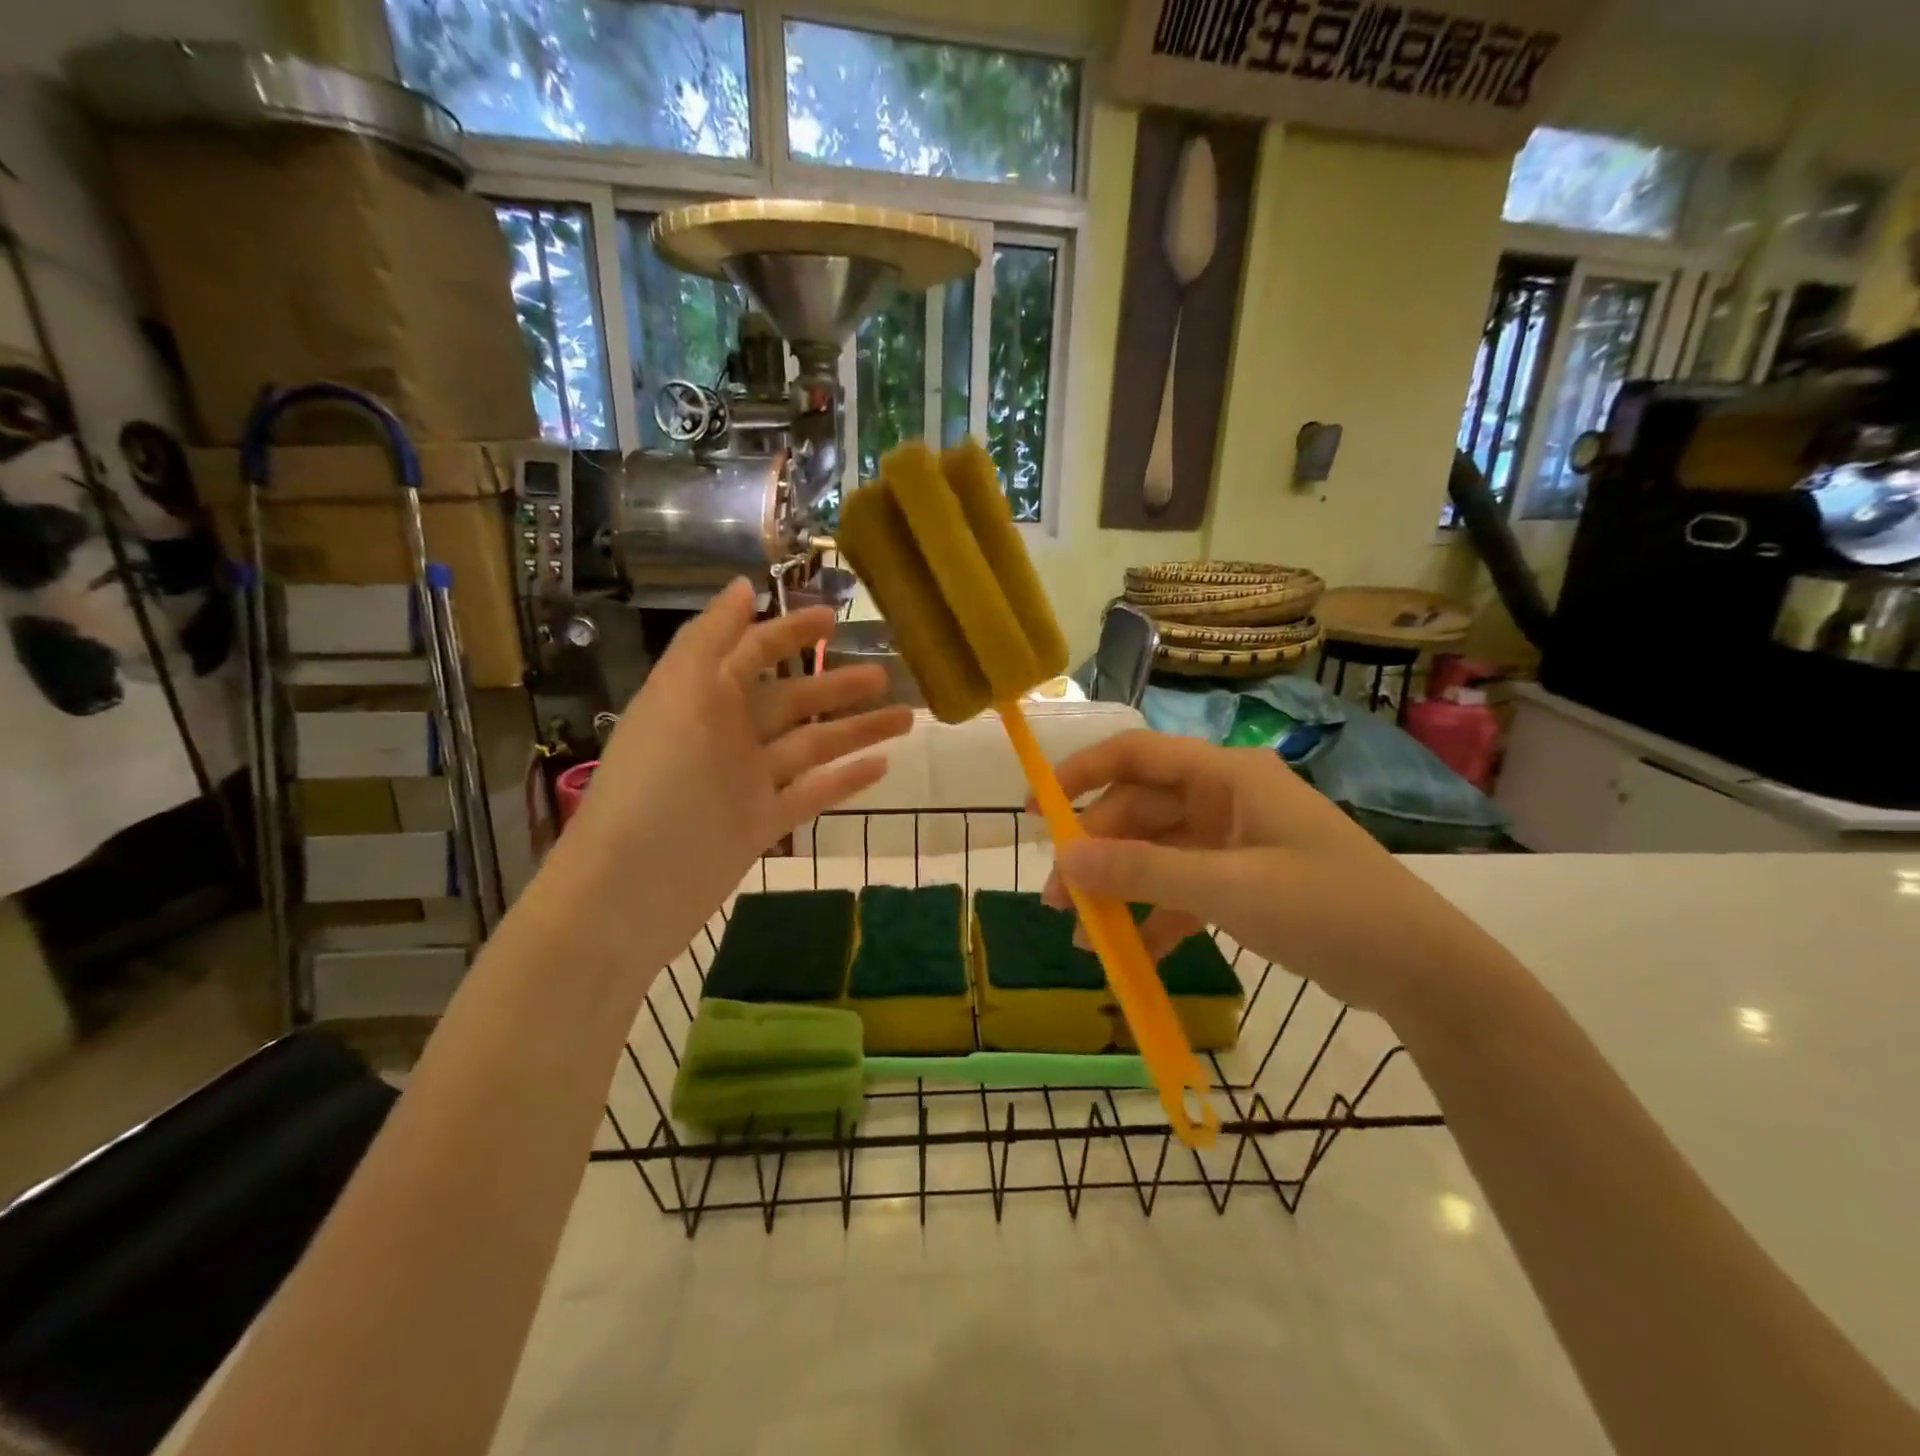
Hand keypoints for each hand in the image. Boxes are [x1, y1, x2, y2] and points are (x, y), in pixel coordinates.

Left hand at [551, 581, 912, 964]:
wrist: (632, 890)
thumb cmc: (657, 783)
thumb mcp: (679, 696)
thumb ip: (712, 640)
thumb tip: (743, 587)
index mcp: (701, 698)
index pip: (752, 652)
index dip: (790, 632)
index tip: (835, 619)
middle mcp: (726, 735)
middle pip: (792, 700)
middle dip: (837, 684)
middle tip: (886, 673)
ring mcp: (747, 783)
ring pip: (812, 746)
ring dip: (857, 730)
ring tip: (907, 717)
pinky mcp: (761, 825)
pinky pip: (812, 794)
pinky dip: (846, 780)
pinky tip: (883, 766)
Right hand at [1040, 731, 1498, 1019]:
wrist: (1421, 969)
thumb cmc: (1328, 908)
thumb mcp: (1229, 888)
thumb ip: (1143, 871)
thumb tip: (1062, 859)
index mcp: (1226, 776)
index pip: (1136, 755)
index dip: (1081, 774)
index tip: (1038, 809)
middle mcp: (1224, 799)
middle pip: (1140, 812)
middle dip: (1096, 853)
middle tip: (1057, 898)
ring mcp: (1233, 841)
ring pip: (1156, 854)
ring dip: (1120, 890)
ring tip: (1084, 934)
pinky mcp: (1242, 881)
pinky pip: (1182, 889)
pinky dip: (1155, 917)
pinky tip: (1130, 954)